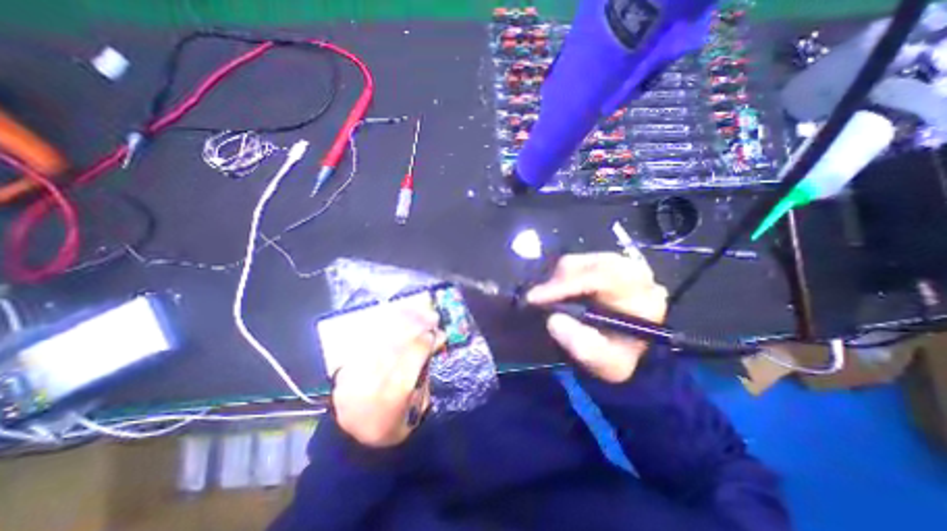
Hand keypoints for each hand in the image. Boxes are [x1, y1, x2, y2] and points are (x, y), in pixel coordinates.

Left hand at [321, 295, 443, 447]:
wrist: (352, 441)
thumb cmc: (393, 427)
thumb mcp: (417, 409)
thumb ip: (423, 375)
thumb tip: (432, 345)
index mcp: (391, 398)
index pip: (411, 359)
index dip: (427, 342)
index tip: (439, 333)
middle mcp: (370, 382)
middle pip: (396, 344)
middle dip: (417, 326)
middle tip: (432, 316)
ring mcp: (353, 374)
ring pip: (381, 338)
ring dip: (401, 321)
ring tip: (416, 312)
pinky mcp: (344, 367)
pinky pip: (366, 339)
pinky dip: (383, 325)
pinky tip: (395, 316)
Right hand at [526, 251, 664, 381]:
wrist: (629, 350)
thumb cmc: (620, 357)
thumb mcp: (606, 363)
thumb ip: (582, 346)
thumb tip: (554, 320)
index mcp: (641, 293)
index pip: (600, 277)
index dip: (564, 285)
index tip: (535, 298)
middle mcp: (631, 271)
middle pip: (586, 264)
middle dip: (557, 281)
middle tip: (536, 300)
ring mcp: (615, 264)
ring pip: (578, 261)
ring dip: (557, 279)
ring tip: (547, 299)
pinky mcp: (601, 264)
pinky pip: (574, 263)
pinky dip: (559, 277)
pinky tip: (556, 293)